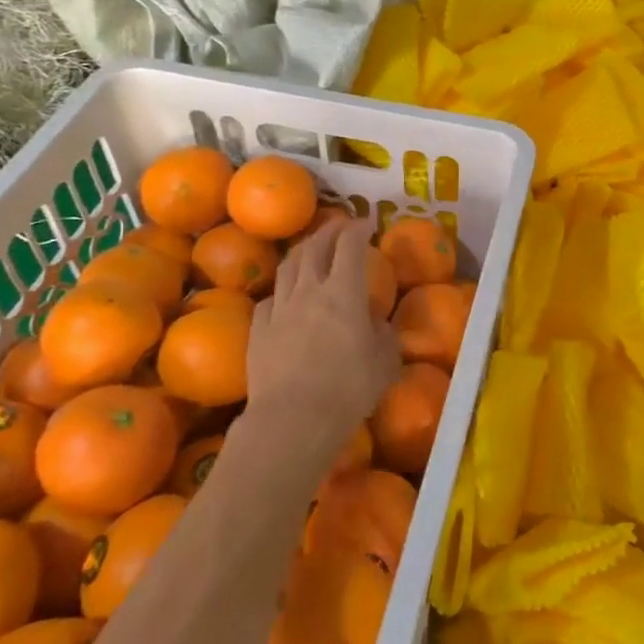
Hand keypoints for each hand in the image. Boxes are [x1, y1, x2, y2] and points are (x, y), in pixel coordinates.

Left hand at [247, 218, 401, 457]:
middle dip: (329, 231)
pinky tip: (285, 297)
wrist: (292, 419)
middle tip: (339, 227)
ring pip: (288, 267)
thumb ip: (383, 335)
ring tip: (311, 250)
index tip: (367, 224)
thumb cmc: (348, 388)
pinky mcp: (258, 330)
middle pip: (315, 247)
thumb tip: (377, 324)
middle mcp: (310, 289)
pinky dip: (282, 290)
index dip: (358, 229)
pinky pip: (270, 299)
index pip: (350, 245)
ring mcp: (279, 308)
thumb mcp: (384, 363)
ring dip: (302, 252)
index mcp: (344, 291)